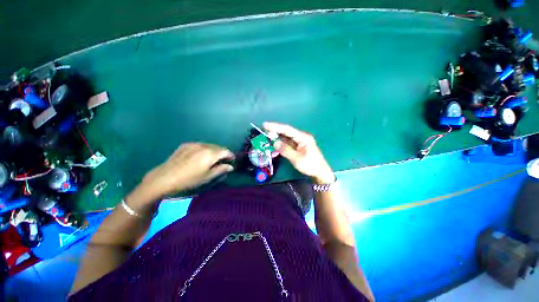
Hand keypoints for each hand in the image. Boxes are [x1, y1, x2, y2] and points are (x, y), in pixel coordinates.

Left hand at [142, 143, 234, 195]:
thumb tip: (231, 166)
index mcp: (211, 154)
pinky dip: (204, 149)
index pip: (226, 151)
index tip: (232, 160)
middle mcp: (204, 146)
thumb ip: (221, 169)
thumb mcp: (207, 176)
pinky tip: (200, 156)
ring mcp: (194, 144)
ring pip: (209, 145)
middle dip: (223, 153)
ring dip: (214, 151)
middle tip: (223, 161)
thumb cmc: (189, 179)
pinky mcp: (186, 145)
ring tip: (212, 158)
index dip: (231, 155)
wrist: (165, 177)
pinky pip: (200, 145)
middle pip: (218, 147)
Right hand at [263, 122, 334, 183]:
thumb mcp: (297, 159)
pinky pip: (287, 144)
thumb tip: (275, 142)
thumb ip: (285, 150)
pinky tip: (274, 150)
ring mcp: (299, 141)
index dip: (275, 126)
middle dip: (274, 133)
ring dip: (276, 140)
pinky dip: (280, 146)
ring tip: (267, 142)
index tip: (265, 124)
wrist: (320, 172)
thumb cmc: (310, 165)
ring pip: (285, 138)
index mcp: (303, 137)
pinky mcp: (298, 146)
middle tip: (264, 133)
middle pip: (285, 132)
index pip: (287, 129)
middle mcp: (301, 137)